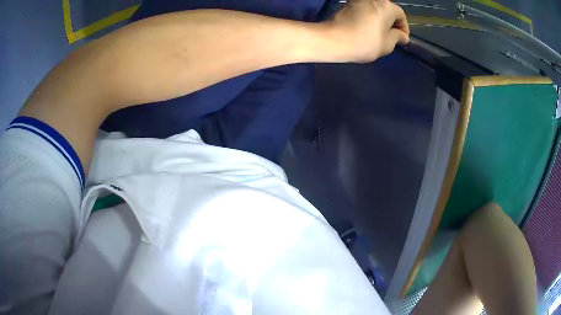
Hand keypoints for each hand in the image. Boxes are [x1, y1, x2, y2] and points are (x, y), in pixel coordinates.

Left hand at [323, 0, 409, 62]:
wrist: (334, 40)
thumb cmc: (365, 42)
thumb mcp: (387, 44)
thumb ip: (398, 37)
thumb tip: (402, 36)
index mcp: (386, 5)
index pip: (401, 15)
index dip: (404, 28)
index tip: (402, 39)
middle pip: (387, 9)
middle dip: (391, 22)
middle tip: (392, 36)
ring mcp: (358, 0)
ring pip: (375, 9)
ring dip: (379, 19)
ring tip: (379, 33)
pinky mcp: (347, 4)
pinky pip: (364, 10)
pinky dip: (368, 18)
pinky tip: (366, 29)